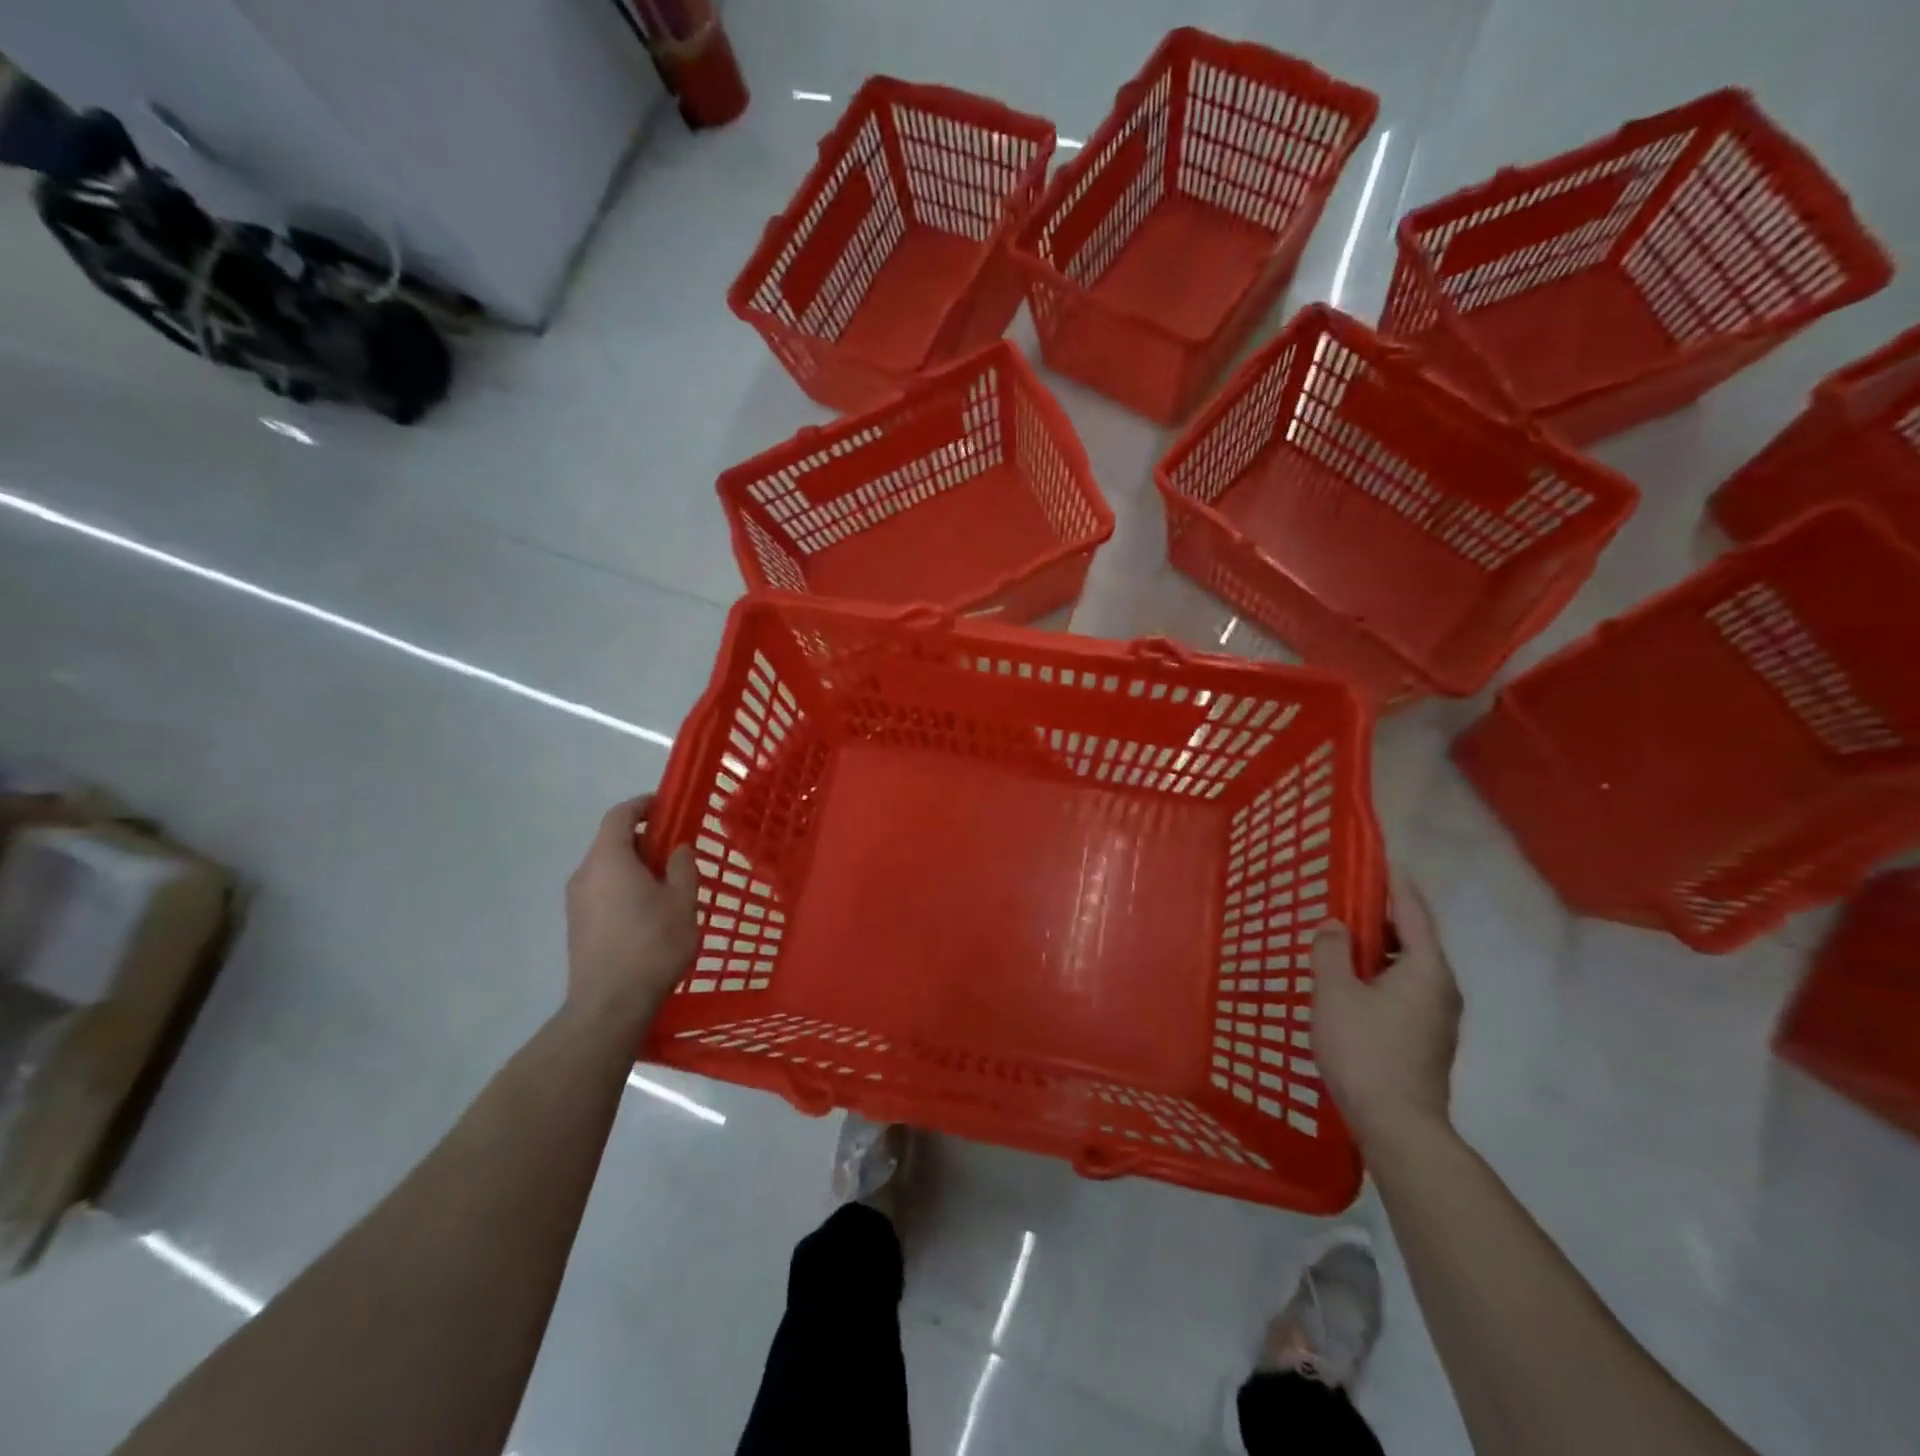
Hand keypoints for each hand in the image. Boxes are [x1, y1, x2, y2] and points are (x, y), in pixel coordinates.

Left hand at [565, 794, 697, 1034]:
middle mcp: (585, 874)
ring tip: (668, 884)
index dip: (643, 805)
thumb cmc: (652, 946)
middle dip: (645, 839)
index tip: (667, 807)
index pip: (620, 815)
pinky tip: (649, 911)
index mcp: (609, 860)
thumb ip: (683, 867)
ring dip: (635, 866)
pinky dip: (624, 887)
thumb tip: (677, 849)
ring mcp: (576, 902)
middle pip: (612, 841)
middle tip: (677, 851)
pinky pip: (602, 890)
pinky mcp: (577, 925)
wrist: (609, 1005)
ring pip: (607, 868)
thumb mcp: (682, 902)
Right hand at [1311, 866, 1461, 1148]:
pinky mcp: (1427, 1039)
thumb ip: (1332, 951)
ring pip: (1409, 968)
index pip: (1414, 914)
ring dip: (1380, 950)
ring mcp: (1438, 1018)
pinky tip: (1353, 985)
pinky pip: (1405, 990)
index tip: (1385, 861)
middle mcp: (1442, 989)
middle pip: (1415, 940)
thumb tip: (1335, 925)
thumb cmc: (1365, 1051)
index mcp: (1426, 970)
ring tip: (1343, 943)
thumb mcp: (1335, 993)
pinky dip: (1382, 974)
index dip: (1397, 885)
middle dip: (1384, 918)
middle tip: (1348, 902)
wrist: (1398, 1126)